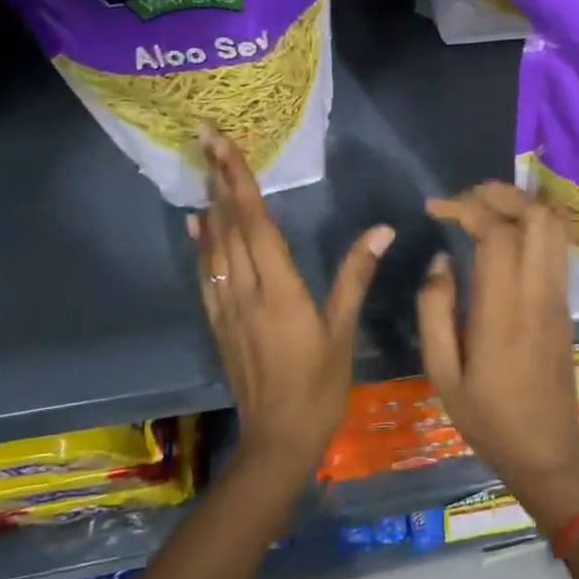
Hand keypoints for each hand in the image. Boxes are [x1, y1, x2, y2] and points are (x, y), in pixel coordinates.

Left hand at [190, 128, 392, 476]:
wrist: (278, 439)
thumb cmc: (320, 385)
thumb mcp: (343, 330)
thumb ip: (356, 275)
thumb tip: (382, 230)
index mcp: (278, 289)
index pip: (255, 222)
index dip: (238, 180)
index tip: (222, 145)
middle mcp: (245, 291)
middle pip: (228, 225)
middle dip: (218, 179)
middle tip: (206, 138)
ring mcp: (226, 307)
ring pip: (214, 246)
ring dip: (210, 205)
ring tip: (204, 170)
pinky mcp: (219, 323)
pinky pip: (206, 274)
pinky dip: (201, 245)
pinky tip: (197, 227)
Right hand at [420, 182, 578, 528]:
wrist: (548, 450)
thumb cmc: (488, 418)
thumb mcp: (442, 374)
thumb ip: (435, 311)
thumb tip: (441, 261)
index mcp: (503, 312)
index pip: (498, 235)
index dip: (467, 208)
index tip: (435, 207)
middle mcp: (538, 294)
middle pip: (537, 217)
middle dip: (500, 194)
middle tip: (464, 198)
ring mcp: (558, 297)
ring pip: (554, 228)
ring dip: (520, 205)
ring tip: (483, 207)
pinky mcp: (565, 303)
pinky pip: (556, 247)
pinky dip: (533, 224)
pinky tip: (507, 232)